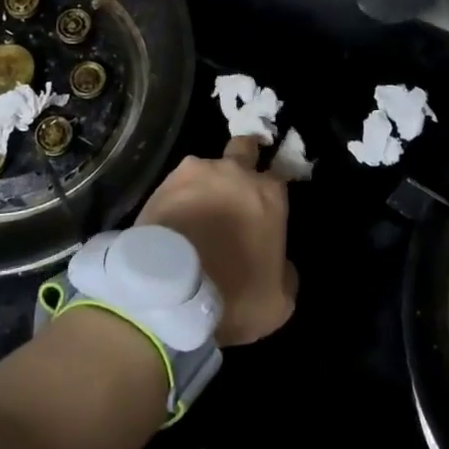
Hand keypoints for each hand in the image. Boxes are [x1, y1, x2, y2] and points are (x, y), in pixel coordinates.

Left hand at [137, 137, 297, 346]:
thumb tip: (279, 261)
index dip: (274, 189)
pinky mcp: (163, 184)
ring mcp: (196, 173)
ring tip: (197, 214)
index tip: (268, 206)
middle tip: (237, 186)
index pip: (280, 175)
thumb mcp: (278, 301)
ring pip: (206, 168)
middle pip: (244, 147)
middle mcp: (235, 172)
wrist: (170, 294)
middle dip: (245, 157)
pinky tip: (175, 221)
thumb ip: (285, 271)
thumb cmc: (233, 296)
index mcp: (268, 194)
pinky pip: (177, 186)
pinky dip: (179, 199)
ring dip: (206, 184)